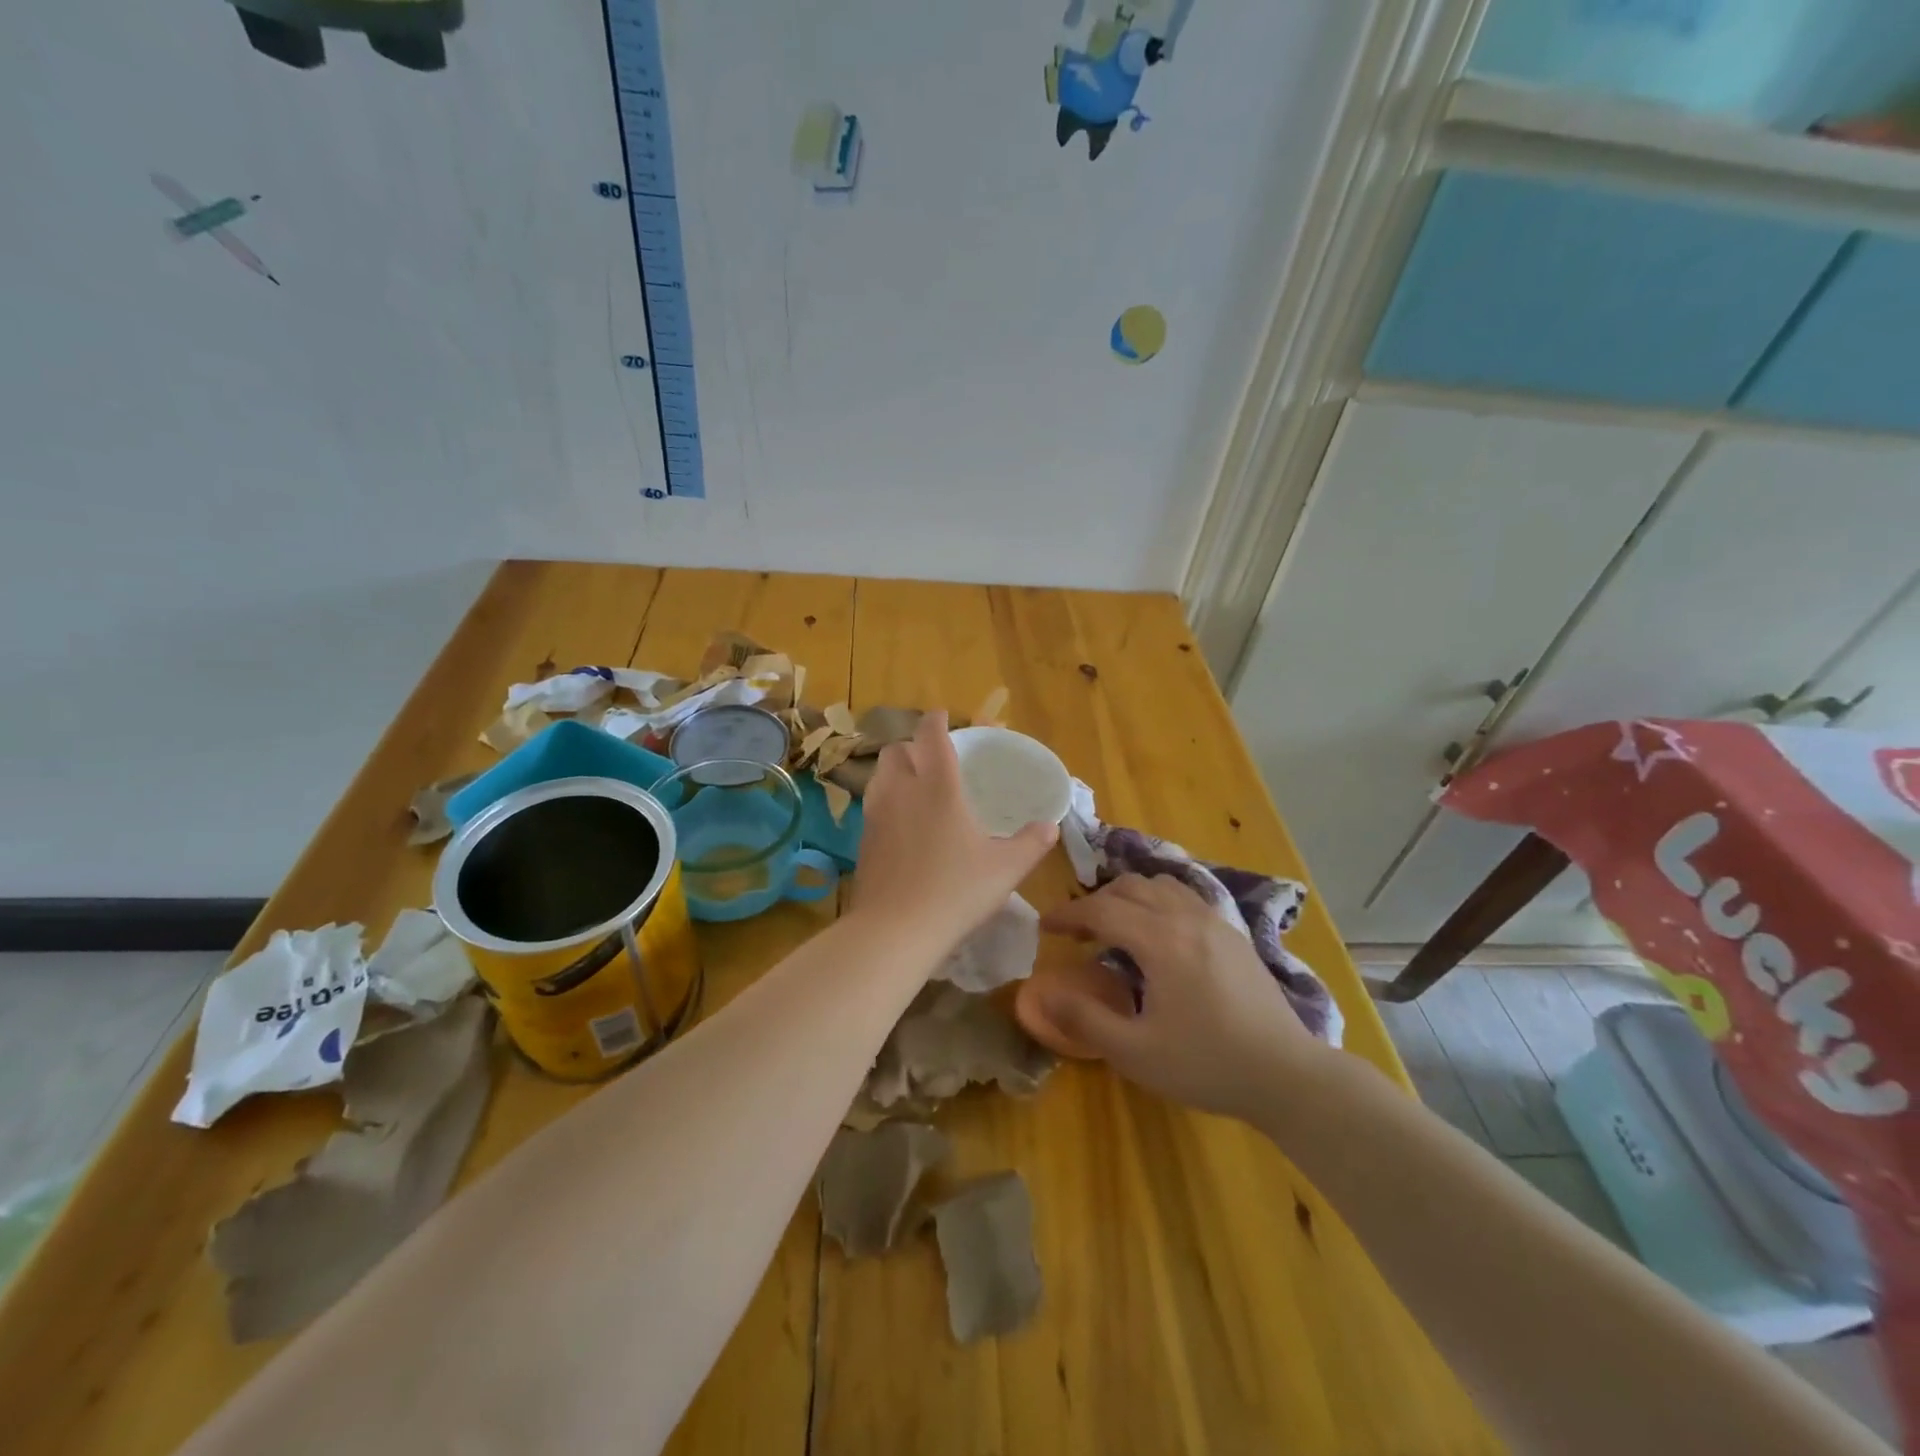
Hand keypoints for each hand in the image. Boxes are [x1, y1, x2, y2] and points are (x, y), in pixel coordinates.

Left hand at [853, 709, 1058, 945]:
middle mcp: (902, 790)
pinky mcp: (863, 840)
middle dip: (912, 747)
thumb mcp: (1006, 869)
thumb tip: (1050, 827)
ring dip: (895, 772)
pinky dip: (886, 802)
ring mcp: (876, 814)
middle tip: (931, 761)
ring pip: (879, 775)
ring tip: (915, 789)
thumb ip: (1031, 843)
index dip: (936, 721)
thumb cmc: (956, 891)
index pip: (931, 735)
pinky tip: (902, 826)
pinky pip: (872, 805)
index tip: (942, 717)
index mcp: (938, 786)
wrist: (895, 930)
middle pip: (896, 750)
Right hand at [1036, 874, 1326, 1119]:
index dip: (1068, 914)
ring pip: (1160, 885)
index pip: (1102, 909)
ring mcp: (1215, 921)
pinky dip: (1157, 901)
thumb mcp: (1134, 1052)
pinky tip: (1158, 935)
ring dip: (1128, 897)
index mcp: (1161, 940)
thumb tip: (1044, 991)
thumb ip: (1084, 1018)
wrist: (1287, 1075)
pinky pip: (1184, 897)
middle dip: (1096, 902)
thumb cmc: (1206, 1064)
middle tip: (1076, 931)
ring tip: (1115, 927)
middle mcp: (1186, 917)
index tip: (1045, 927)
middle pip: (1130, 887)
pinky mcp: (1233, 934)